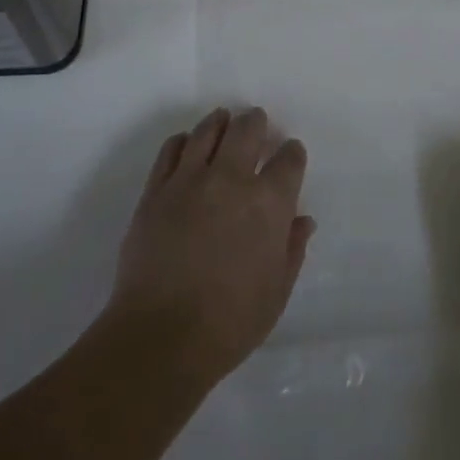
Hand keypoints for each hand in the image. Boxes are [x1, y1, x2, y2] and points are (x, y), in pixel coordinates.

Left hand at [107, 107, 313, 382]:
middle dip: (256, 122)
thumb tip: (302, 220)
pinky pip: (172, 148)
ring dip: (221, 122)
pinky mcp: (156, 189)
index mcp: (268, 203)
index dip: (292, 153)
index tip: (289, 155)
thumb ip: (292, 250)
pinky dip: (184, 141)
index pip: (289, 159)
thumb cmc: (229, 324)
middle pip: (247, 129)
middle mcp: (231, 179)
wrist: (160, 337)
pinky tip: (188, 147)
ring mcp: (190, 179)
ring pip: (208, 130)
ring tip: (224, 123)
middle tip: (257, 123)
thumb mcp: (276, 293)